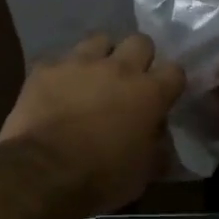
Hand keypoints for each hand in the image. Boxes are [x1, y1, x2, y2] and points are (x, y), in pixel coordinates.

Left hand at [0, 33, 186, 215]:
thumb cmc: (101, 178)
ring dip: (100, 56)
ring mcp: (79, 63)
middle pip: (139, 41)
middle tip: (128, 81)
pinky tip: (56, 90)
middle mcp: (118, 68)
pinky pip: (59, 61)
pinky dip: (62, 73)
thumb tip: (157, 135)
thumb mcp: (142, 173)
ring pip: (98, 40)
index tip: (163, 96)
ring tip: (92, 77)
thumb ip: (155, 146)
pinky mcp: (45, 68)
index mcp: (148, 93)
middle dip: (138, 57)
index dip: (170, 82)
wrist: (43, 173)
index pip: (175, 70)